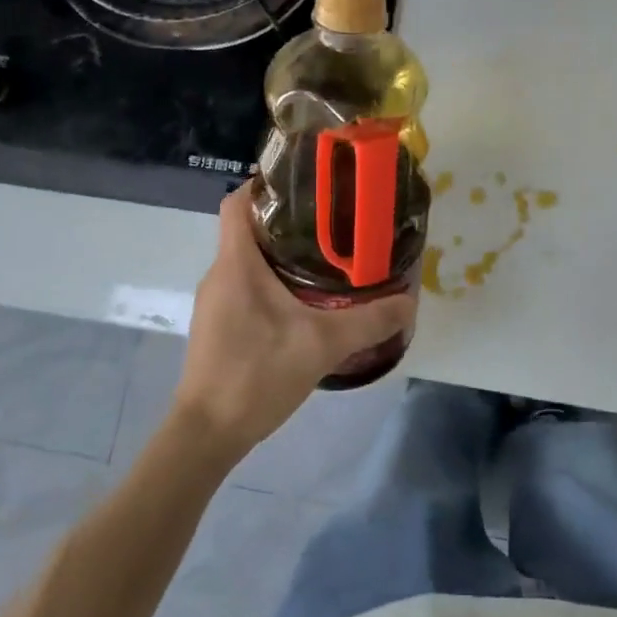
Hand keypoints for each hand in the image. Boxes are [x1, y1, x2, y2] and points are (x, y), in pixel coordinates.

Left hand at [173, 184, 415, 462]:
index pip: (237, 202)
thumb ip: (369, 321)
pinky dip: (270, 281)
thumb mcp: (322, 345)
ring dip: (280, 253)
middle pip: (247, 228)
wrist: (207, 434)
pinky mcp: (218, 325)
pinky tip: (302, 302)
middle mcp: (220, 274)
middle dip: (286, 220)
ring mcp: (215, 301)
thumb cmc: (256, 375)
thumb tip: (410, 301)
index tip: (303, 183)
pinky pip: (244, 286)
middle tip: (331, 221)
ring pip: (247, 260)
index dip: (264, 184)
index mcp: (236, 264)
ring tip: (325, 258)